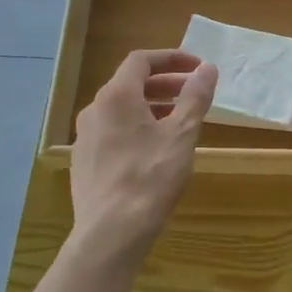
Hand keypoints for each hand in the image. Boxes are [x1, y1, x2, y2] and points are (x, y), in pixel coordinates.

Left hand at [71, 49, 217, 260]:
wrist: (111, 232)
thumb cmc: (150, 177)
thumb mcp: (181, 134)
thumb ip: (195, 98)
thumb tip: (208, 69)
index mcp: (116, 96)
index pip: (141, 60)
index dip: (171, 59)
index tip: (197, 68)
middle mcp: (94, 110)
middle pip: (130, 84)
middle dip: (165, 84)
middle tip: (193, 93)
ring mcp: (85, 137)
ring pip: (121, 110)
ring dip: (151, 107)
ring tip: (178, 122)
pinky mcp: (84, 162)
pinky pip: (112, 132)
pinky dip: (136, 128)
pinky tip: (154, 151)